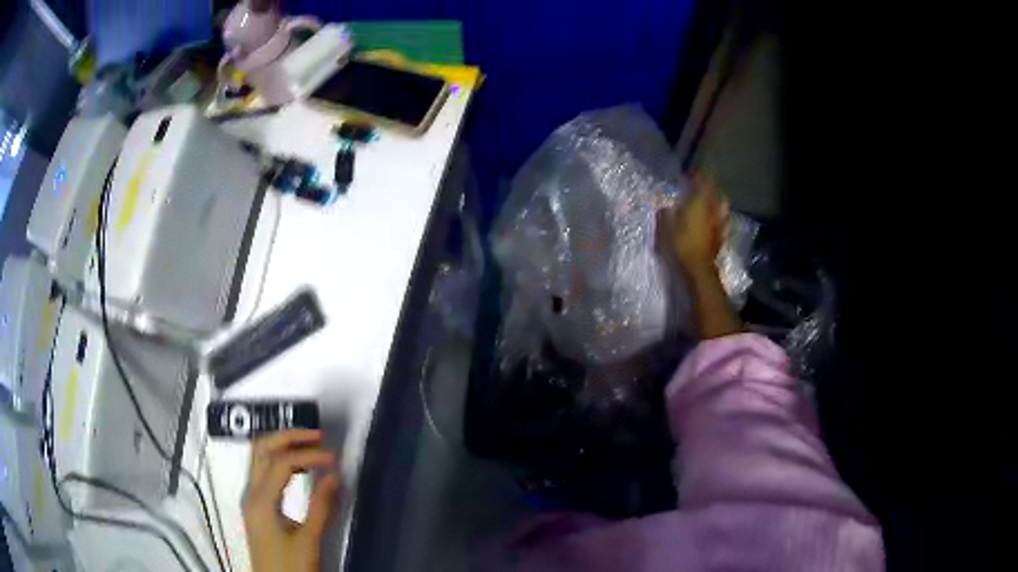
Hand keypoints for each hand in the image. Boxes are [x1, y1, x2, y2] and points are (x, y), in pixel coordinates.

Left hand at [243, 430, 341, 571]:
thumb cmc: (290, 567)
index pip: (282, 462)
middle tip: (317, 437)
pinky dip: (281, 462)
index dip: (309, 454)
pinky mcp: (257, 508)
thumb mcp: (309, 541)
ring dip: (283, 446)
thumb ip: (321, 507)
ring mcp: (251, 500)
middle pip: (262, 449)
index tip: (334, 459)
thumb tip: (335, 476)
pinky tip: (299, 469)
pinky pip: (264, 472)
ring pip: (260, 458)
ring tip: (311, 448)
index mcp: (261, 501)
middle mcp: (251, 494)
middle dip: (289, 437)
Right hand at [662, 174, 729, 274]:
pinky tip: (716, 218)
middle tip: (702, 184)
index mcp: (699, 202)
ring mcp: (720, 222)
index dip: (700, 175)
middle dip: (710, 186)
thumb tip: (665, 207)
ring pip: (722, 204)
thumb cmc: (681, 244)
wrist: (698, 269)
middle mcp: (713, 208)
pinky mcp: (722, 235)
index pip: (704, 181)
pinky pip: (723, 219)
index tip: (694, 171)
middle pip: (715, 192)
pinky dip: (720, 215)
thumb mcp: (665, 228)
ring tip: (710, 199)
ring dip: (717, 200)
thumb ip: (665, 214)